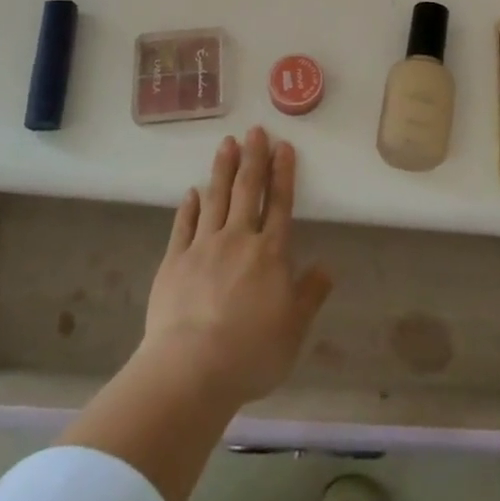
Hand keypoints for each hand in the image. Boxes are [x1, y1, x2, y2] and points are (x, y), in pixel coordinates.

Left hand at [139, 127, 333, 409]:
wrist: (190, 370)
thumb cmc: (251, 352)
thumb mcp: (294, 329)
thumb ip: (310, 295)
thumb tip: (326, 267)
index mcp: (271, 253)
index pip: (280, 203)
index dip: (283, 173)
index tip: (283, 146)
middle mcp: (238, 240)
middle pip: (247, 191)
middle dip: (253, 159)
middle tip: (254, 131)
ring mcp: (202, 248)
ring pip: (215, 199)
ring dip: (222, 170)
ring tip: (226, 144)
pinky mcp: (173, 262)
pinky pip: (183, 226)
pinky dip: (189, 207)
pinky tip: (192, 192)